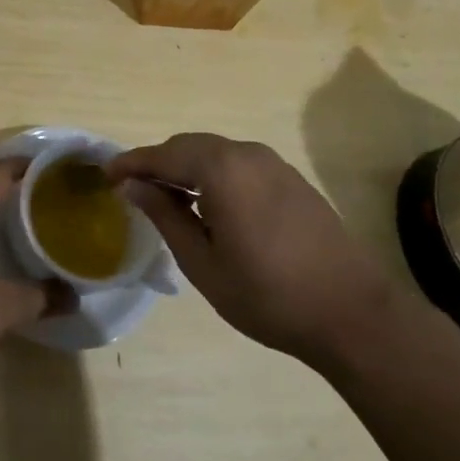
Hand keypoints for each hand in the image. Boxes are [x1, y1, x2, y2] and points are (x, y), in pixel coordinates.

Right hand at [110, 133, 395, 367]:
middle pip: (189, 146)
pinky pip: (239, 164)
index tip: (106, 174)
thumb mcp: (202, 262)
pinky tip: (209, 205)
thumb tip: (132, 186)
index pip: (163, 154)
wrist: (353, 314)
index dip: (131, 163)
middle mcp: (246, 153)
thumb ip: (164, 216)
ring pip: (215, 153)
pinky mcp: (291, 179)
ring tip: (167, 198)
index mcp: (221, 168)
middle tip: (133, 188)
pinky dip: (214, 175)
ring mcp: (274, 164)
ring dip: (187, 168)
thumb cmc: (268, 295)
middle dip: (158, 163)